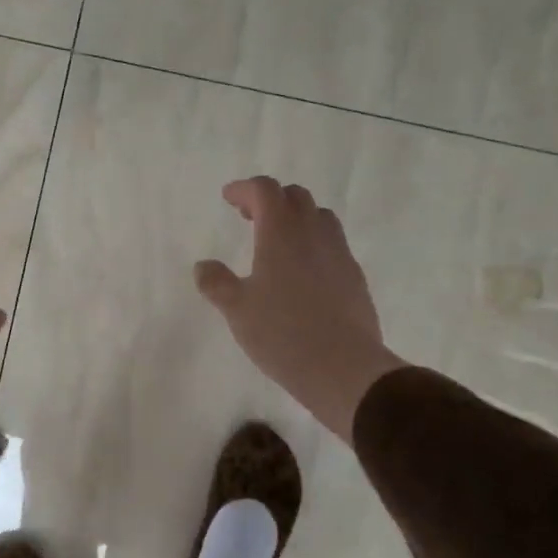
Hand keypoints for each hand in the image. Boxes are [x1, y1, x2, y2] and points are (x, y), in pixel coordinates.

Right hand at [195, 177, 407, 442]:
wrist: (345, 368)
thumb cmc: (283, 334)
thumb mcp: (237, 310)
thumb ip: (217, 283)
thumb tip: (203, 266)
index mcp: (281, 232)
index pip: (265, 190)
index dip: (244, 188)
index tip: (228, 198)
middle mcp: (313, 233)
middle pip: (295, 196)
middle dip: (271, 199)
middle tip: (250, 218)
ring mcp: (339, 253)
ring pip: (319, 217)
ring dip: (297, 218)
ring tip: (278, 242)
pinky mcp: (355, 277)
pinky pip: (333, 245)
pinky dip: (314, 244)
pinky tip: (303, 273)